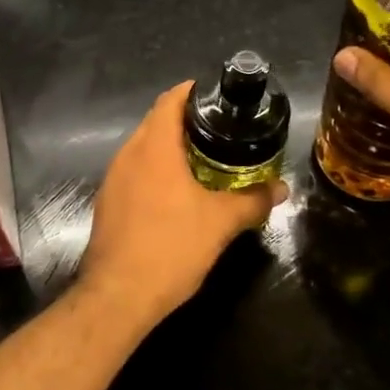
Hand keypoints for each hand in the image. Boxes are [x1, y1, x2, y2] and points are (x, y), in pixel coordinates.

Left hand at [79, 82, 286, 325]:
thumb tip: (282, 188)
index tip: (218, 97)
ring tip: (204, 159)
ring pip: (143, 149)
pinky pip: (134, 173)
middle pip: (156, 122)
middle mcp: (127, 155)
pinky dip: (156, 171)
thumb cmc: (171, 248)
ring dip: (170, 148)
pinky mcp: (107, 203)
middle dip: (186, 121)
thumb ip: (254, 200)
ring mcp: (113, 180)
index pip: (170, 101)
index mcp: (153, 148)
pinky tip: (177, 193)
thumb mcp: (221, 223)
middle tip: (221, 130)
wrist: (118, 297)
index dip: (193, 92)